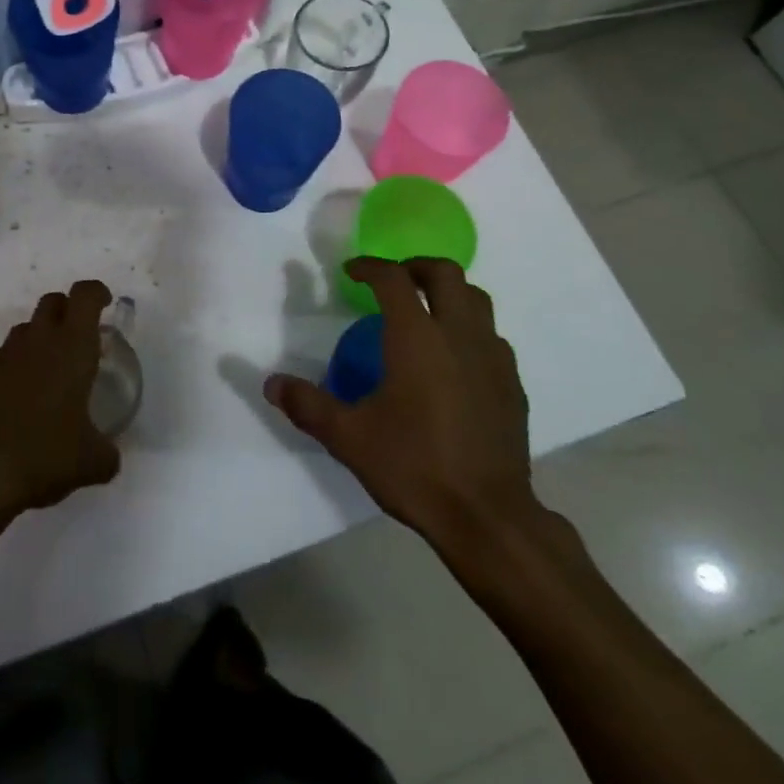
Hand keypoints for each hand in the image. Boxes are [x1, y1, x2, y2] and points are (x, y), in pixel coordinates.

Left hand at [0, 280, 120, 519]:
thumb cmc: (45, 457)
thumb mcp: (93, 463)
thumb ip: (107, 452)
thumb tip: (108, 456)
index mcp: (72, 348)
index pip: (85, 296)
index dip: (97, 293)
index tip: (105, 306)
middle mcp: (37, 342)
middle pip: (52, 301)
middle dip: (67, 310)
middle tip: (79, 338)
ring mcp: (3, 359)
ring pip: (24, 329)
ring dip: (39, 339)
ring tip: (49, 373)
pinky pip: (2, 362)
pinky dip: (14, 370)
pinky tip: (18, 404)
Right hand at [265, 258, 540, 545]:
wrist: (488, 517)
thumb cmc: (414, 467)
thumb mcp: (348, 437)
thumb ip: (307, 405)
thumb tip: (271, 384)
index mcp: (417, 337)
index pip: (393, 278)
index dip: (370, 267)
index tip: (351, 272)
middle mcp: (458, 334)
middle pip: (445, 273)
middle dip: (415, 266)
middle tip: (393, 280)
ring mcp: (493, 358)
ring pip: (476, 299)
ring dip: (448, 292)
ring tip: (425, 311)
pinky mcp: (512, 384)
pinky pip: (492, 336)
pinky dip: (469, 328)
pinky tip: (454, 358)